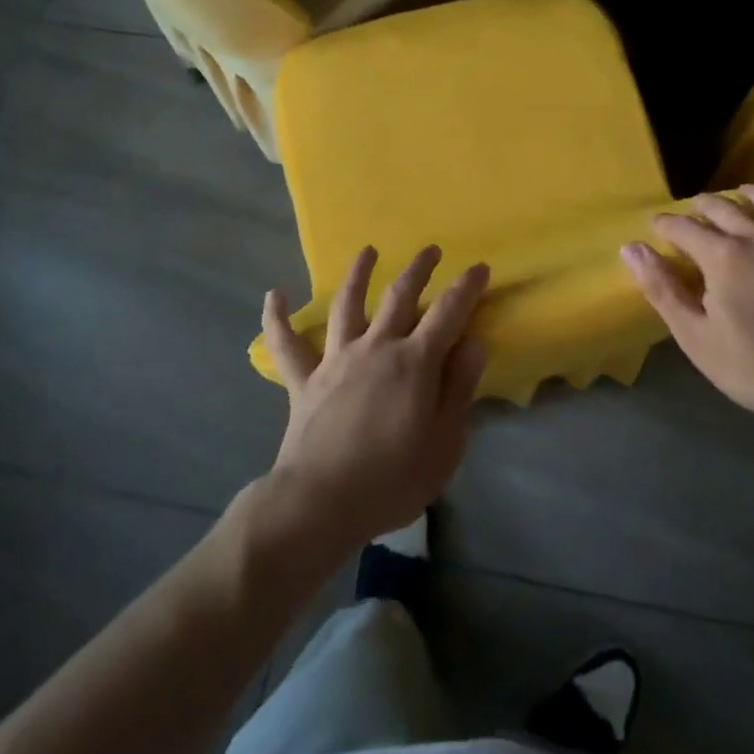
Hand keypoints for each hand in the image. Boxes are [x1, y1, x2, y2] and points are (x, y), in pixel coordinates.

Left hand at [261, 246, 488, 554]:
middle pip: (399, 296)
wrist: (320, 503)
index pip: (448, 313)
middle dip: (418, 270)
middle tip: (430, 250)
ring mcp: (336, 360)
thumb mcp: (445, 442)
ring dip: (357, 275)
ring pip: (348, 306)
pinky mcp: (304, 381)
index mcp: (414, 362)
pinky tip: (274, 295)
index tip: (479, 267)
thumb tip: (473, 342)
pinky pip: (287, 345)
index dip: (466, 288)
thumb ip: (459, 388)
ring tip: (367, 252)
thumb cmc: (392, 479)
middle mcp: (376, 348)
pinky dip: (278, 318)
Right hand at [622, 164, 753, 435]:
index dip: (666, 226)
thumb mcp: (695, 336)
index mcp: (721, 256)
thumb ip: (661, 289)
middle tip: (692, 213)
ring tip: (738, 194)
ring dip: (746, 193)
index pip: (684, 228)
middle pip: (722, 208)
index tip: (656, 228)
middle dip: (701, 207)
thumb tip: (631, 248)